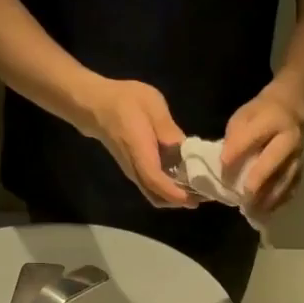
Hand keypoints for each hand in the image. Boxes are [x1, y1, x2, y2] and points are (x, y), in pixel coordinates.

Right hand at [86, 78, 196, 208]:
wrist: (97, 106)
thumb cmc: (125, 101)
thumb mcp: (152, 105)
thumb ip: (168, 129)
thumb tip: (185, 149)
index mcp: (139, 151)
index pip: (154, 179)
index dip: (174, 192)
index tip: (195, 198)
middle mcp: (135, 168)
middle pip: (157, 196)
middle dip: (181, 201)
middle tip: (206, 194)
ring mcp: (134, 172)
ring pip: (155, 196)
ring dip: (176, 198)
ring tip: (199, 190)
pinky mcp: (137, 171)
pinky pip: (154, 189)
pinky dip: (170, 192)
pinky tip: (186, 181)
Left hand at [223, 87, 303, 213]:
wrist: (289, 110)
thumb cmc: (259, 116)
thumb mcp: (242, 117)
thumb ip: (234, 137)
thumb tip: (226, 164)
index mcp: (272, 120)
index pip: (253, 135)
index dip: (237, 150)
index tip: (223, 165)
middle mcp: (289, 138)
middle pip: (275, 160)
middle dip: (259, 179)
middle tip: (244, 197)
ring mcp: (298, 155)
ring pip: (286, 178)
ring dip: (270, 197)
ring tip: (254, 211)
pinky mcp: (301, 169)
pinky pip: (293, 187)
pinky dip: (279, 201)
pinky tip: (266, 211)